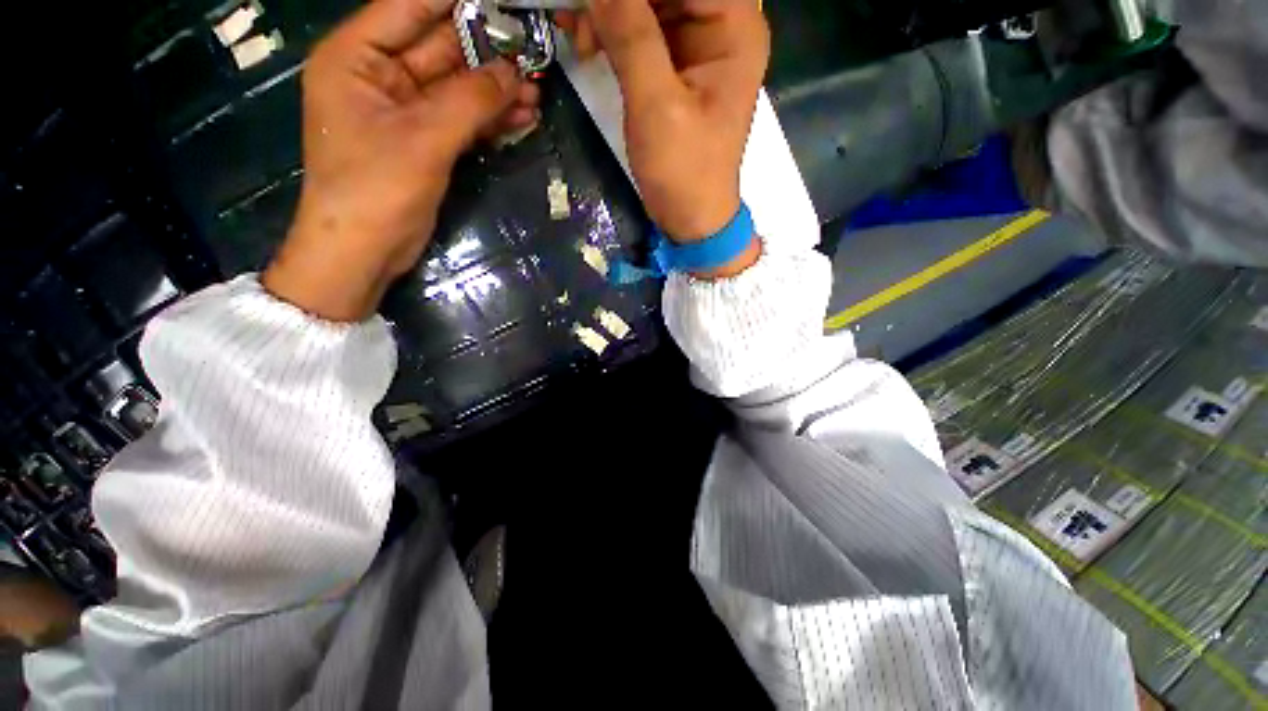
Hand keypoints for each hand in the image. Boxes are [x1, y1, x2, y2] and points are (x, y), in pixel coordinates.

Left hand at [264, 0, 539, 321]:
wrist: (365, 250)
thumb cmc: (376, 188)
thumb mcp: (424, 138)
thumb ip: (470, 100)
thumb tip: (514, 71)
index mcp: (358, 56)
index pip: (411, 8)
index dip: (456, 2)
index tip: (501, 4)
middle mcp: (379, 75)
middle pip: (440, 49)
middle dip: (487, 53)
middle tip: (532, 53)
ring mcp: (404, 111)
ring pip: (457, 88)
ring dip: (495, 91)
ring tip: (536, 92)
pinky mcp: (425, 142)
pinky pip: (463, 119)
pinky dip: (490, 119)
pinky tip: (522, 117)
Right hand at [559, 0, 768, 254]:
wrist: (692, 218)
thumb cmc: (684, 171)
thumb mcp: (657, 106)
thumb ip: (631, 36)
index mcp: (735, 28)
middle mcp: (723, 26)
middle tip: (577, 11)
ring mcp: (699, 46)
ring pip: (651, 2)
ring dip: (610, 10)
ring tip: (577, 31)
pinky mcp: (679, 67)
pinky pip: (644, 30)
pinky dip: (614, 32)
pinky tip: (587, 43)